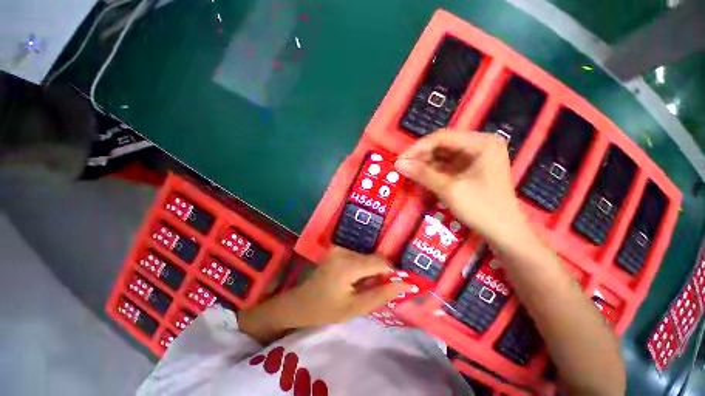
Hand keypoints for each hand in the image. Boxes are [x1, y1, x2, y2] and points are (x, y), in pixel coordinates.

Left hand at [238, 248, 410, 342]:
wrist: (300, 302)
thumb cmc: (326, 309)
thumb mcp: (355, 308)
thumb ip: (381, 295)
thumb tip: (405, 284)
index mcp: (347, 265)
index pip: (380, 262)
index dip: (391, 272)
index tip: (396, 286)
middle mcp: (344, 250)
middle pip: (373, 259)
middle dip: (380, 274)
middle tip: (376, 291)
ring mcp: (339, 248)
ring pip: (367, 257)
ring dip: (371, 271)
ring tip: (363, 287)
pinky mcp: (337, 249)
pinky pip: (358, 257)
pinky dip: (362, 268)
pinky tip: (355, 280)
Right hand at [394, 130, 527, 243]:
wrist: (504, 233)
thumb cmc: (481, 208)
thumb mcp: (449, 189)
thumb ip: (423, 174)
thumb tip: (398, 164)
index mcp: (481, 143)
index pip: (443, 137)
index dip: (418, 147)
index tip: (400, 159)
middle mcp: (480, 145)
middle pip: (443, 144)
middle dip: (421, 156)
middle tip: (402, 166)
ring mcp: (476, 157)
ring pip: (443, 155)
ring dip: (425, 163)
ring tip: (408, 171)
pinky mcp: (471, 169)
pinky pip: (447, 165)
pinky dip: (433, 170)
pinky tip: (421, 175)